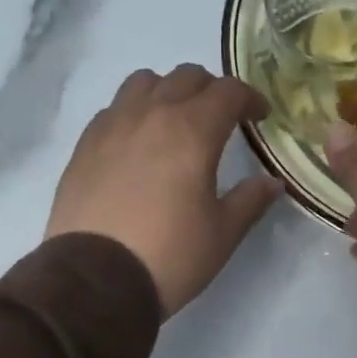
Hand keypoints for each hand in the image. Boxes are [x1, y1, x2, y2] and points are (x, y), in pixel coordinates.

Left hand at [46, 64, 282, 316]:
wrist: (95, 280)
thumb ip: (251, 200)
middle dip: (211, 90)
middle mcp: (151, 115)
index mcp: (192, 131)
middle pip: (186, 77)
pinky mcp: (84, 145)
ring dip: (168, 91)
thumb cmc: (171, 255)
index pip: (228, 92)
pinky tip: (139, 143)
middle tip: (223, 118)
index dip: (250, 98)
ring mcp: (112, 126)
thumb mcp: (223, 233)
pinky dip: (135, 111)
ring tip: (176, 121)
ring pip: (144, 82)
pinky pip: (114, 108)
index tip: (260, 116)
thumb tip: (272, 182)